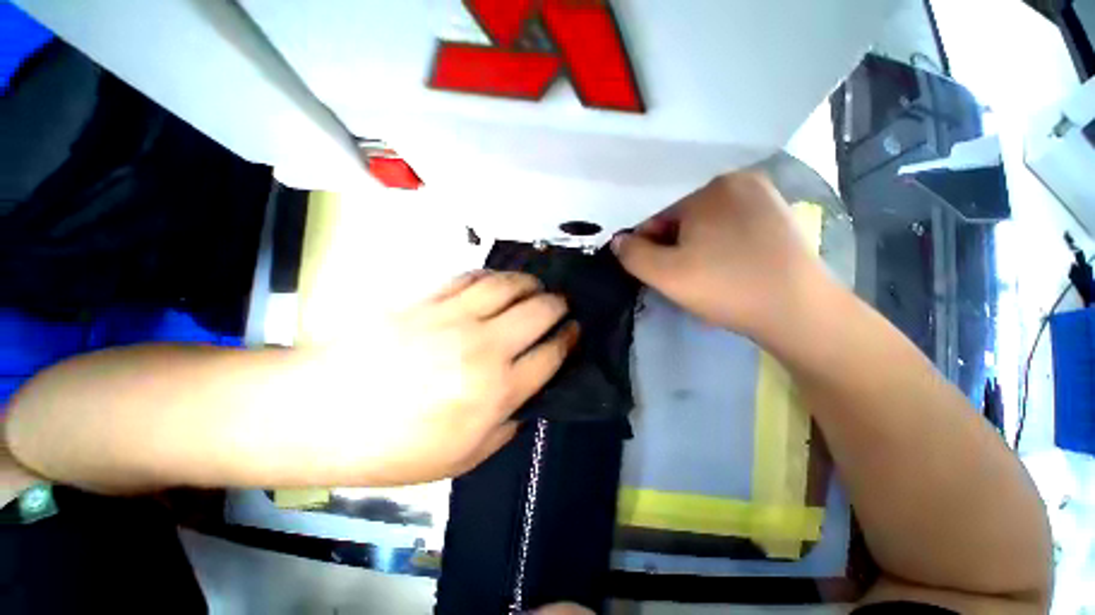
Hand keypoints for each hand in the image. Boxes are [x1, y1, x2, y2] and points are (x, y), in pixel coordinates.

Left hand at [324, 270, 578, 485]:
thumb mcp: (461, 459)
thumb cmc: (393, 447)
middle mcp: (485, 347)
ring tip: (536, 286)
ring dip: (530, 283)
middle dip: (559, 305)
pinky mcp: (430, 300)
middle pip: (539, 312)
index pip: (551, 355)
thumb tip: (525, 402)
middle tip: (562, 305)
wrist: (322, 412)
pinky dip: (492, 276)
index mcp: (497, 390)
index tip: (575, 331)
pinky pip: (471, 278)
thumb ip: (504, 428)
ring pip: (509, 286)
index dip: (569, 339)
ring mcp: (456, 318)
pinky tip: (496, 281)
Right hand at [612, 171, 831, 340]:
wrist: (800, 312)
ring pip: (708, 221)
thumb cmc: (726, 288)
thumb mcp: (665, 274)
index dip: (649, 244)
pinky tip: (728, 266)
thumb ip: (632, 254)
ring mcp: (764, 196)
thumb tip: (619, 240)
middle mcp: (739, 180)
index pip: (658, 213)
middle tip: (683, 274)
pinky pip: (732, 225)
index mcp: (709, 187)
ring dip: (696, 245)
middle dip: (673, 244)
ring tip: (707, 273)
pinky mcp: (779, 215)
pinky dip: (720, 244)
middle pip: (683, 215)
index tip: (658, 270)